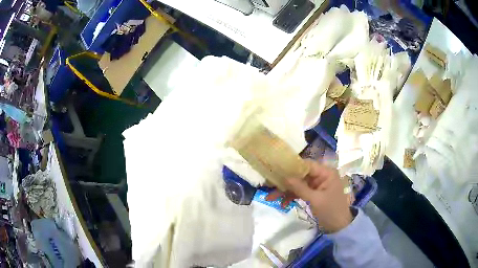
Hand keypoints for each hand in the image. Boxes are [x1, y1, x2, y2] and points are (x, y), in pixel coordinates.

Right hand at [270, 160, 352, 232]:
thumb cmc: (331, 211)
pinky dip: (291, 197)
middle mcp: (321, 176)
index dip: (292, 167)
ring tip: (270, 197)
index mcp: (326, 173)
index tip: (276, 170)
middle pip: (300, 175)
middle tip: (269, 185)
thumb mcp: (315, 200)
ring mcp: (316, 185)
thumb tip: (285, 177)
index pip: (307, 165)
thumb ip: (300, 188)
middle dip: (286, 181)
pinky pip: (300, 192)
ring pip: (298, 184)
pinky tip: (282, 204)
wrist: (339, 227)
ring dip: (285, 191)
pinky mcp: (313, 193)